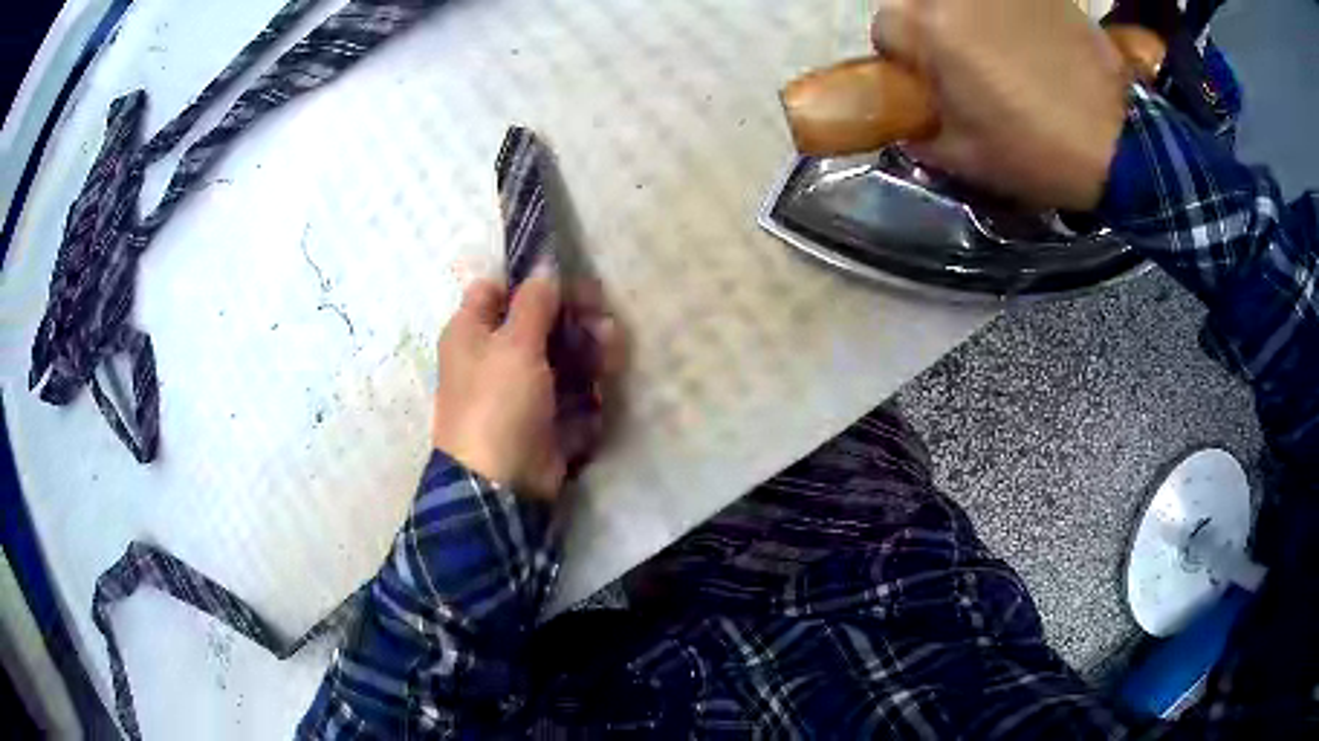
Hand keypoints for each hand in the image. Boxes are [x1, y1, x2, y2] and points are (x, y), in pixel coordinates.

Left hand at [431, 277, 620, 500]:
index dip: (529, 281)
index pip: (496, 290)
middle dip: (574, 317)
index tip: (565, 280)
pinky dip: (590, 384)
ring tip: (611, 351)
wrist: (501, 484)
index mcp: (472, 332)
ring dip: (590, 348)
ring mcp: (522, 388)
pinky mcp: (546, 415)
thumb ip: (533, 302)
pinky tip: (605, 383)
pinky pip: (572, 388)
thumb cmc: (498, 403)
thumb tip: (543, 265)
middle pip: (538, 321)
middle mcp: (494, 356)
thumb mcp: (513, 344)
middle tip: (601, 316)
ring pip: (562, 354)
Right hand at [872, 0, 1128, 209]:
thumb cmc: (1038, 152)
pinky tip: (1032, 45)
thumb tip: (907, 123)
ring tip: (1005, 57)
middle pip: (921, 6)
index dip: (905, 60)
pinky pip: (1006, 4)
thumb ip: (921, 135)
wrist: (1121, 144)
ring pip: (962, 3)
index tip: (930, 85)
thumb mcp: (967, 158)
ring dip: (969, 22)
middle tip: (968, 71)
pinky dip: (1008, 17)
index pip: (885, 29)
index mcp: (931, 30)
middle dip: (934, 35)